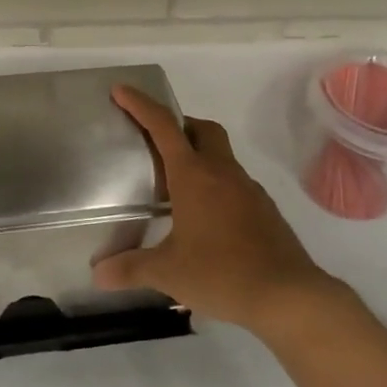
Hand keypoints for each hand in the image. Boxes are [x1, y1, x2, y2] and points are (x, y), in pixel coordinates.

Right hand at [93, 85, 342, 334]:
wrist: (288, 296)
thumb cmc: (221, 274)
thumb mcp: (168, 273)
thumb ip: (130, 268)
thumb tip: (98, 274)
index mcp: (194, 176)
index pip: (163, 126)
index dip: (140, 104)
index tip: (121, 90)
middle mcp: (222, 172)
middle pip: (202, 129)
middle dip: (178, 124)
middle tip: (156, 141)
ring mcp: (248, 189)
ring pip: (221, 155)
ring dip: (198, 156)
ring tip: (175, 186)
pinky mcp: (264, 209)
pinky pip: (234, 183)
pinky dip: (216, 185)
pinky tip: (205, 218)